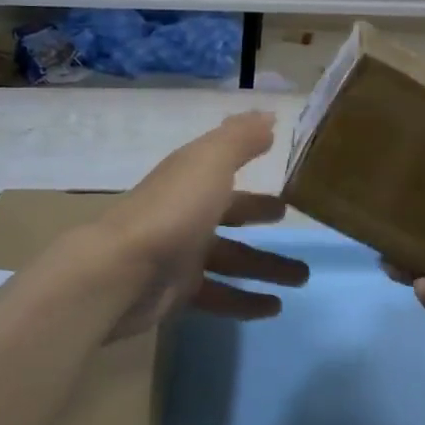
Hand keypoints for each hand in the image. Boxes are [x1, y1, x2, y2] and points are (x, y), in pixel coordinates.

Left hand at [95, 111, 308, 339]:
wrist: (121, 272)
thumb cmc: (173, 210)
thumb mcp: (211, 162)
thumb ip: (240, 138)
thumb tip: (268, 115)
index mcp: (192, 177)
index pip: (226, 168)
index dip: (251, 164)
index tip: (278, 167)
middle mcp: (187, 212)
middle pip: (231, 213)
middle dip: (260, 215)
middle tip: (291, 220)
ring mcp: (181, 253)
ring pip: (233, 258)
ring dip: (266, 266)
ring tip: (303, 278)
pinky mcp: (179, 292)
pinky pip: (220, 295)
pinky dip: (246, 301)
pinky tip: (275, 309)